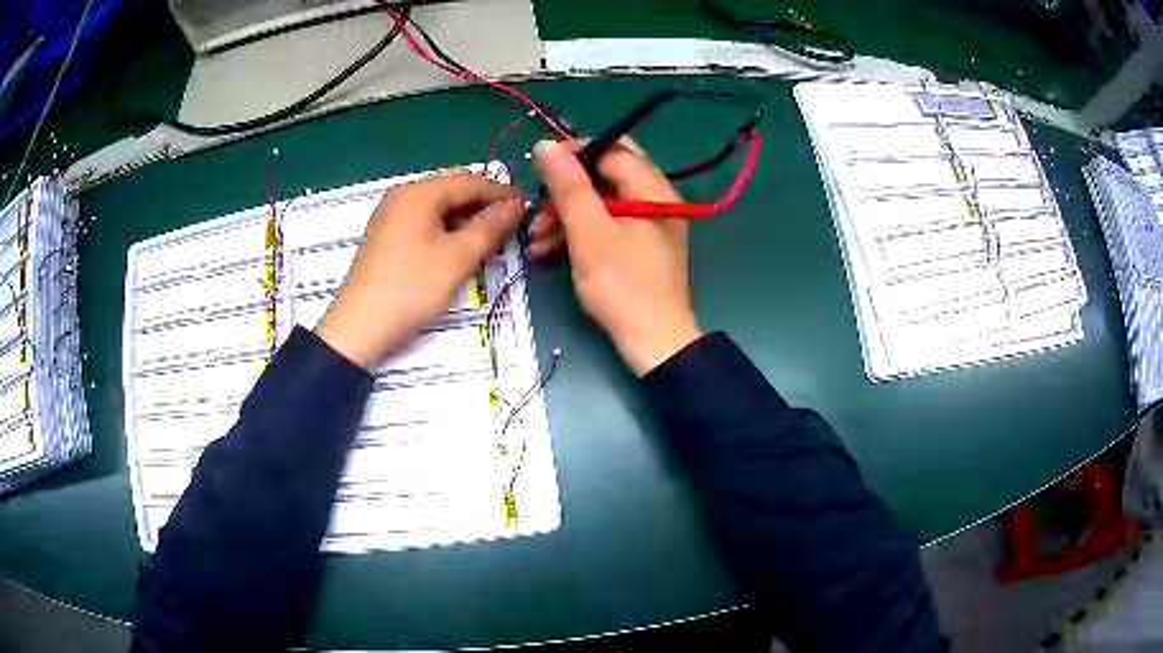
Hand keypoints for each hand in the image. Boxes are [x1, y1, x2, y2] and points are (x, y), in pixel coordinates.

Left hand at [317, 171, 522, 369]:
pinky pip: (424, 219)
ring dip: (466, 216)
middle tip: (511, 223)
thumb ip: (490, 226)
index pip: (470, 181)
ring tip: (491, 237)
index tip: (528, 207)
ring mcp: (391, 214)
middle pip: (452, 187)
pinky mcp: (386, 235)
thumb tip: (516, 205)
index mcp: (420, 192)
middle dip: (483, 202)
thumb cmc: (412, 287)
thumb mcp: (458, 257)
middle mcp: (403, 194)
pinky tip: (460, 245)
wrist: (360, 326)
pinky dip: (446, 227)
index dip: (501, 193)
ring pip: (439, 205)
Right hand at [533, 139, 700, 375]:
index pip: (611, 149)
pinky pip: (606, 224)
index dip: (573, 153)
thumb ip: (568, 186)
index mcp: (652, 189)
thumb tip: (546, 144)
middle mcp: (655, 198)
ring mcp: (648, 223)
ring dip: (565, 215)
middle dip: (565, 189)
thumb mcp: (589, 232)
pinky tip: (548, 249)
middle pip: (604, 174)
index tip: (539, 168)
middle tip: (537, 205)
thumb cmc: (622, 285)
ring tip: (535, 239)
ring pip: (601, 201)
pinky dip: (579, 232)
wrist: (653, 342)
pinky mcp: (639, 245)